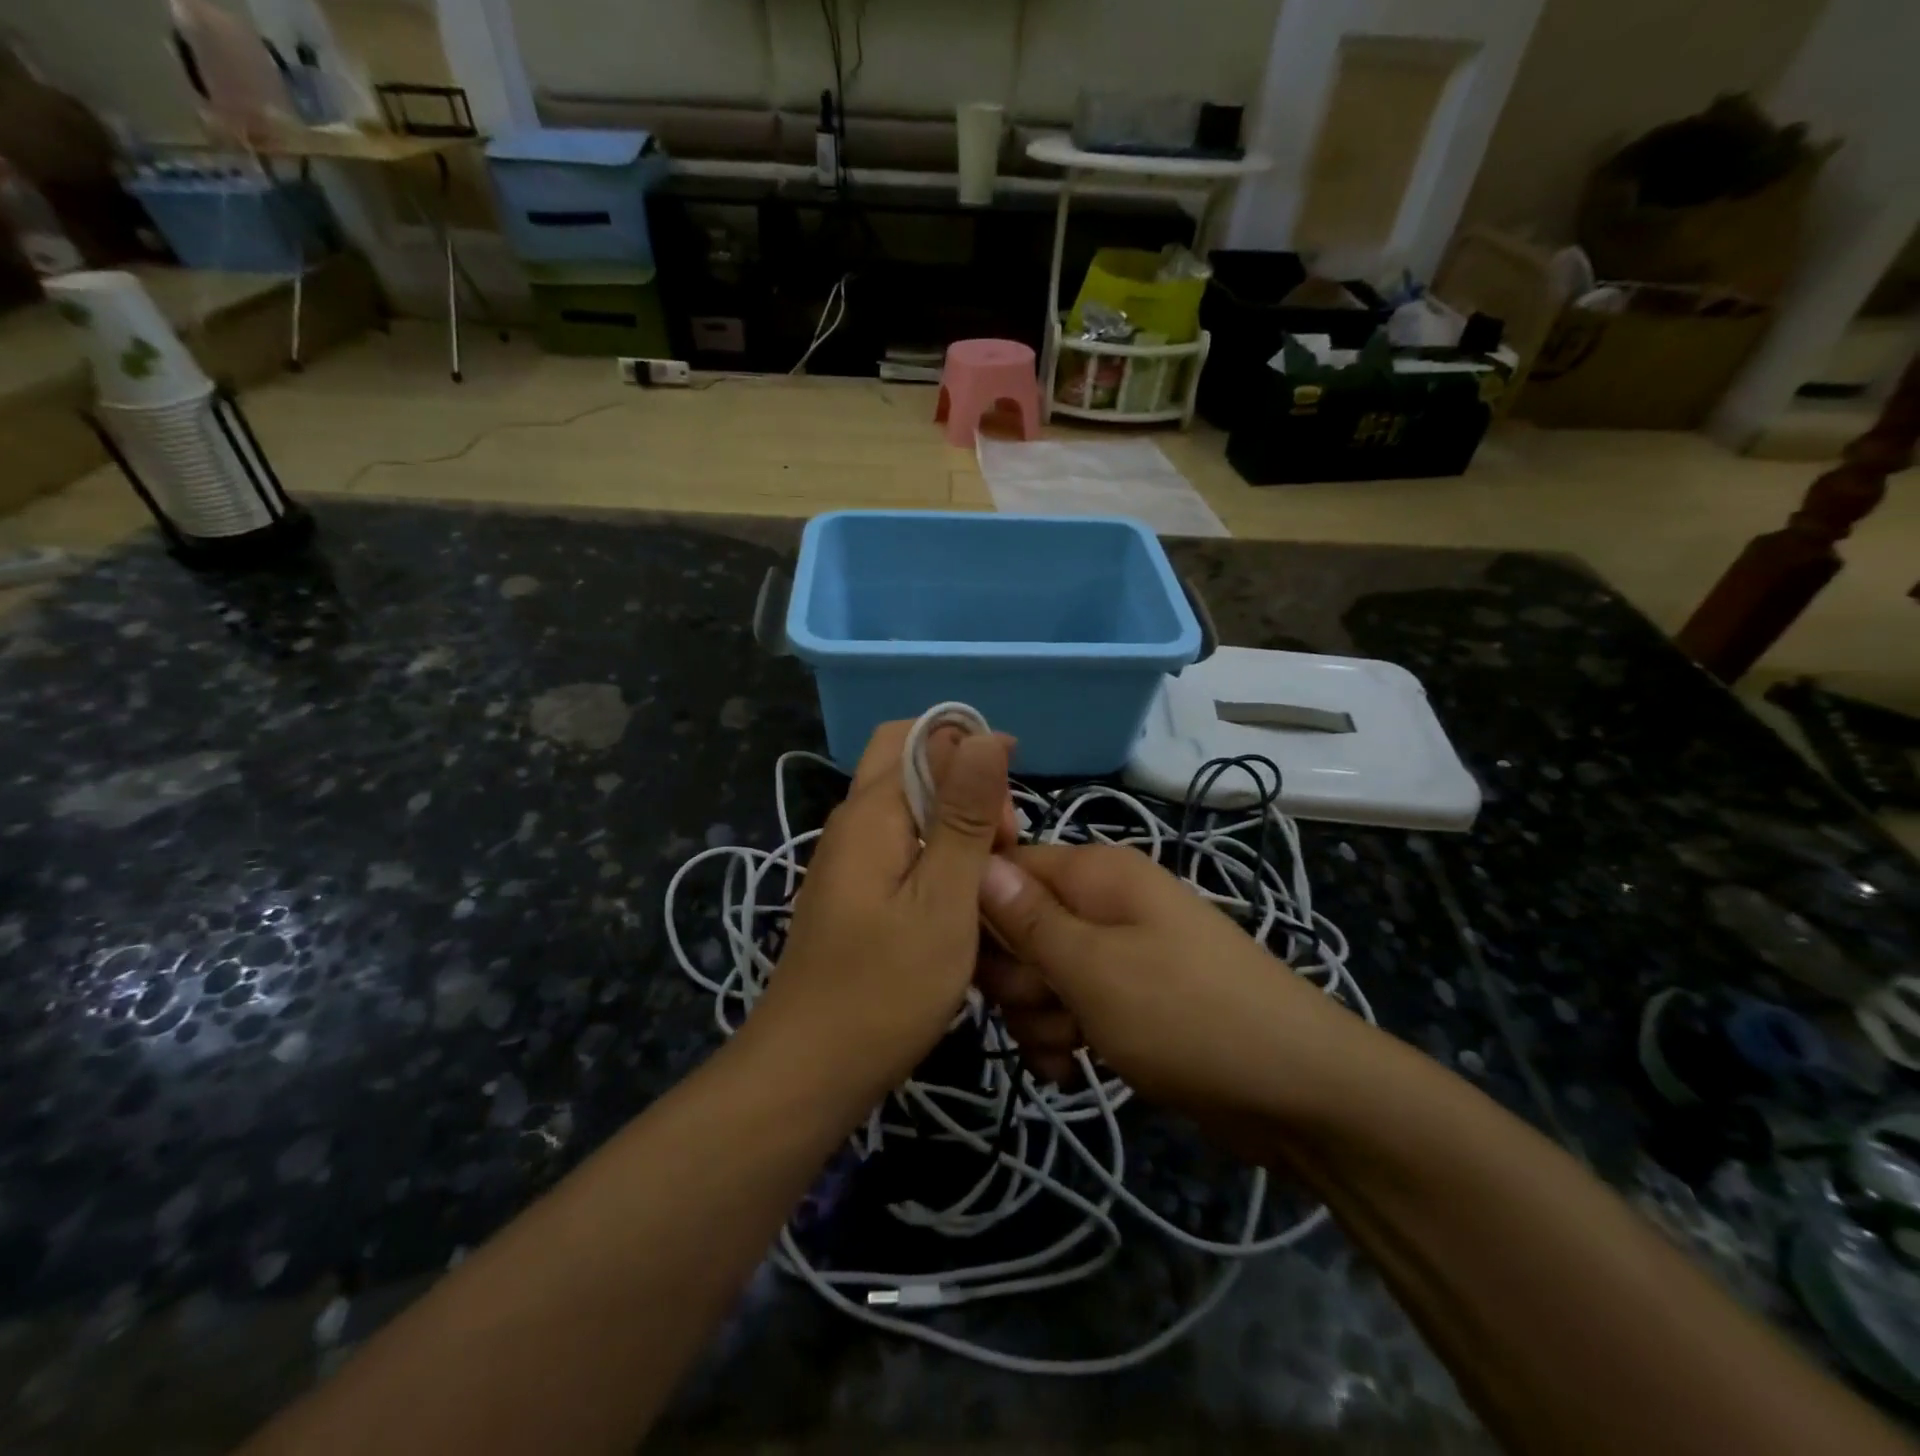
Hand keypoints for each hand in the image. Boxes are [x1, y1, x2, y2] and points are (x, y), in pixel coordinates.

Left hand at [747, 720, 1014, 1103]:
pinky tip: (961, 896)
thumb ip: (963, 814)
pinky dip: (938, 852)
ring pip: (909, 805)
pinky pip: (901, 844)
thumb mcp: (943, 898)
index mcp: (871, 810)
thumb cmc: (886, 987)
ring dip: (955, 821)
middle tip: (1000, 840)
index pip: (923, 736)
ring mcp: (849, 857)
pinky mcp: (854, 890)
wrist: (812, 1068)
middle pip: (910, 763)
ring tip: (989, 874)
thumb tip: (981, 734)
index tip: (1008, 815)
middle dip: (964, 782)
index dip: (972, 755)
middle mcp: (853, 821)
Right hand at [976, 844, 1358, 1118]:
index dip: (982, 913)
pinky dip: (1064, 1040)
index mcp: (1097, 874)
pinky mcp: (1127, 1001)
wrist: (1298, 1093)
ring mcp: (1118, 954)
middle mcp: (1104, 903)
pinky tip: (1074, 1069)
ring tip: (1071, 1046)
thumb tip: (978, 862)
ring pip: (1040, 978)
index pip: (1007, 868)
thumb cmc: (1187, 1015)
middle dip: (1018, 978)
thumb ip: (1028, 920)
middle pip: (1018, 929)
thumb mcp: (1095, 967)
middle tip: (1046, 1006)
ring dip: (1040, 1018)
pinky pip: (1069, 1010)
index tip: (971, 960)